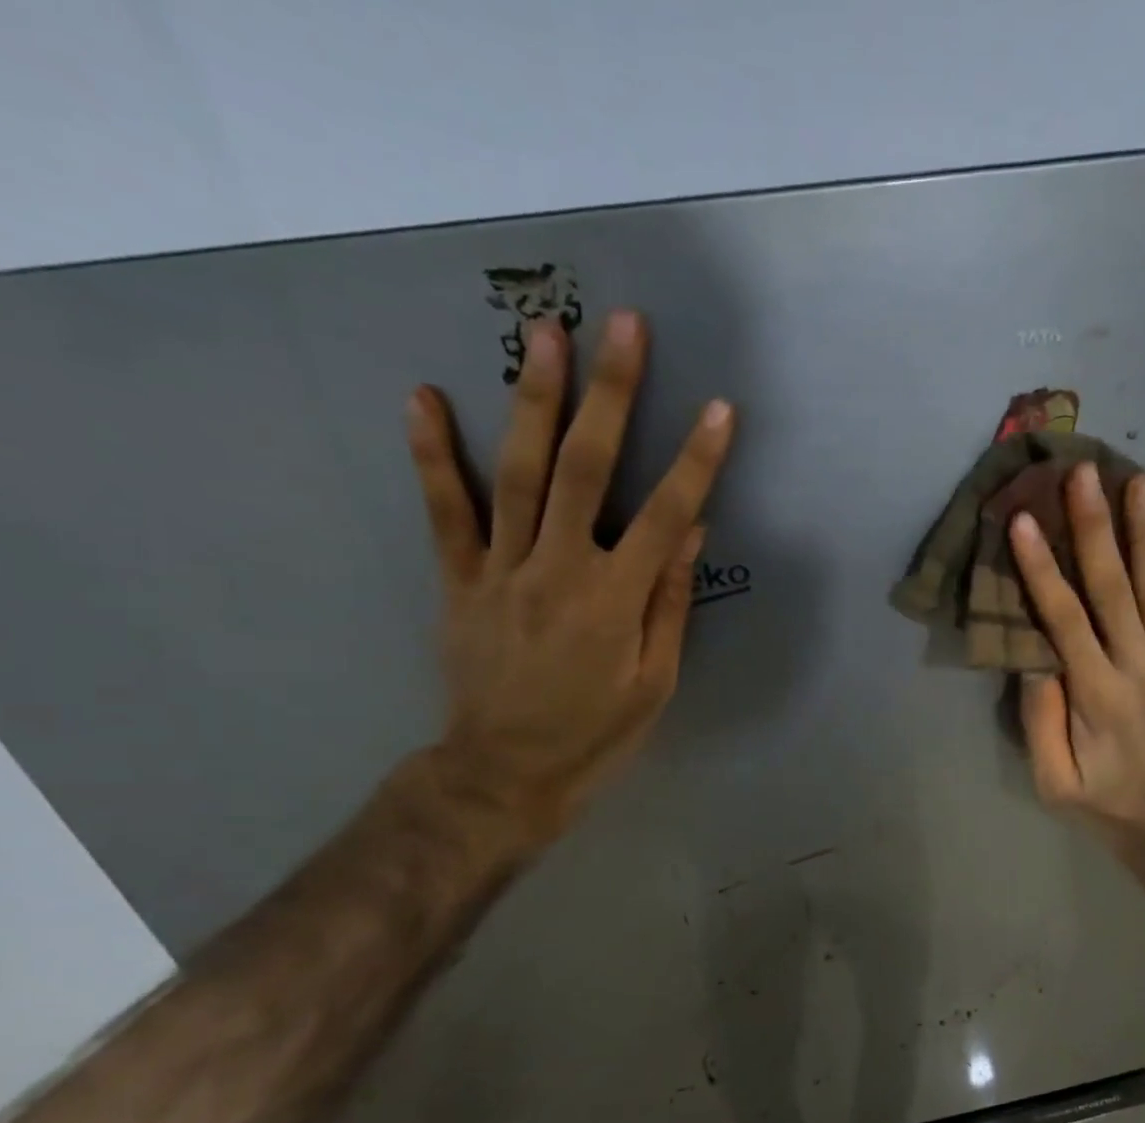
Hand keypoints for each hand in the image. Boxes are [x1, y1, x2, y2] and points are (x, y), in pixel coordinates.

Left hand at [406, 309, 732, 853]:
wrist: (505, 774)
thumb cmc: (596, 734)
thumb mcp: (655, 683)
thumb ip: (669, 605)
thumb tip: (689, 534)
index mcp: (616, 601)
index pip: (665, 517)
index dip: (697, 462)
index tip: (720, 409)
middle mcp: (559, 571)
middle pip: (586, 470)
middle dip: (611, 394)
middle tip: (623, 326)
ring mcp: (502, 571)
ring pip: (517, 473)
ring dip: (533, 399)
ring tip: (542, 334)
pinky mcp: (459, 581)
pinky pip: (444, 513)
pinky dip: (432, 455)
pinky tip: (424, 397)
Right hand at [1009, 463, 1144, 858]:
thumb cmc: (1103, 801)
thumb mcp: (1053, 781)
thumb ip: (1041, 722)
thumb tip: (1035, 660)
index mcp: (1097, 694)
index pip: (1064, 618)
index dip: (1042, 567)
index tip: (1025, 520)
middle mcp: (1139, 667)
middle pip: (1114, 587)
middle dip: (1095, 527)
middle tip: (1084, 474)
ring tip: (1139, 480)